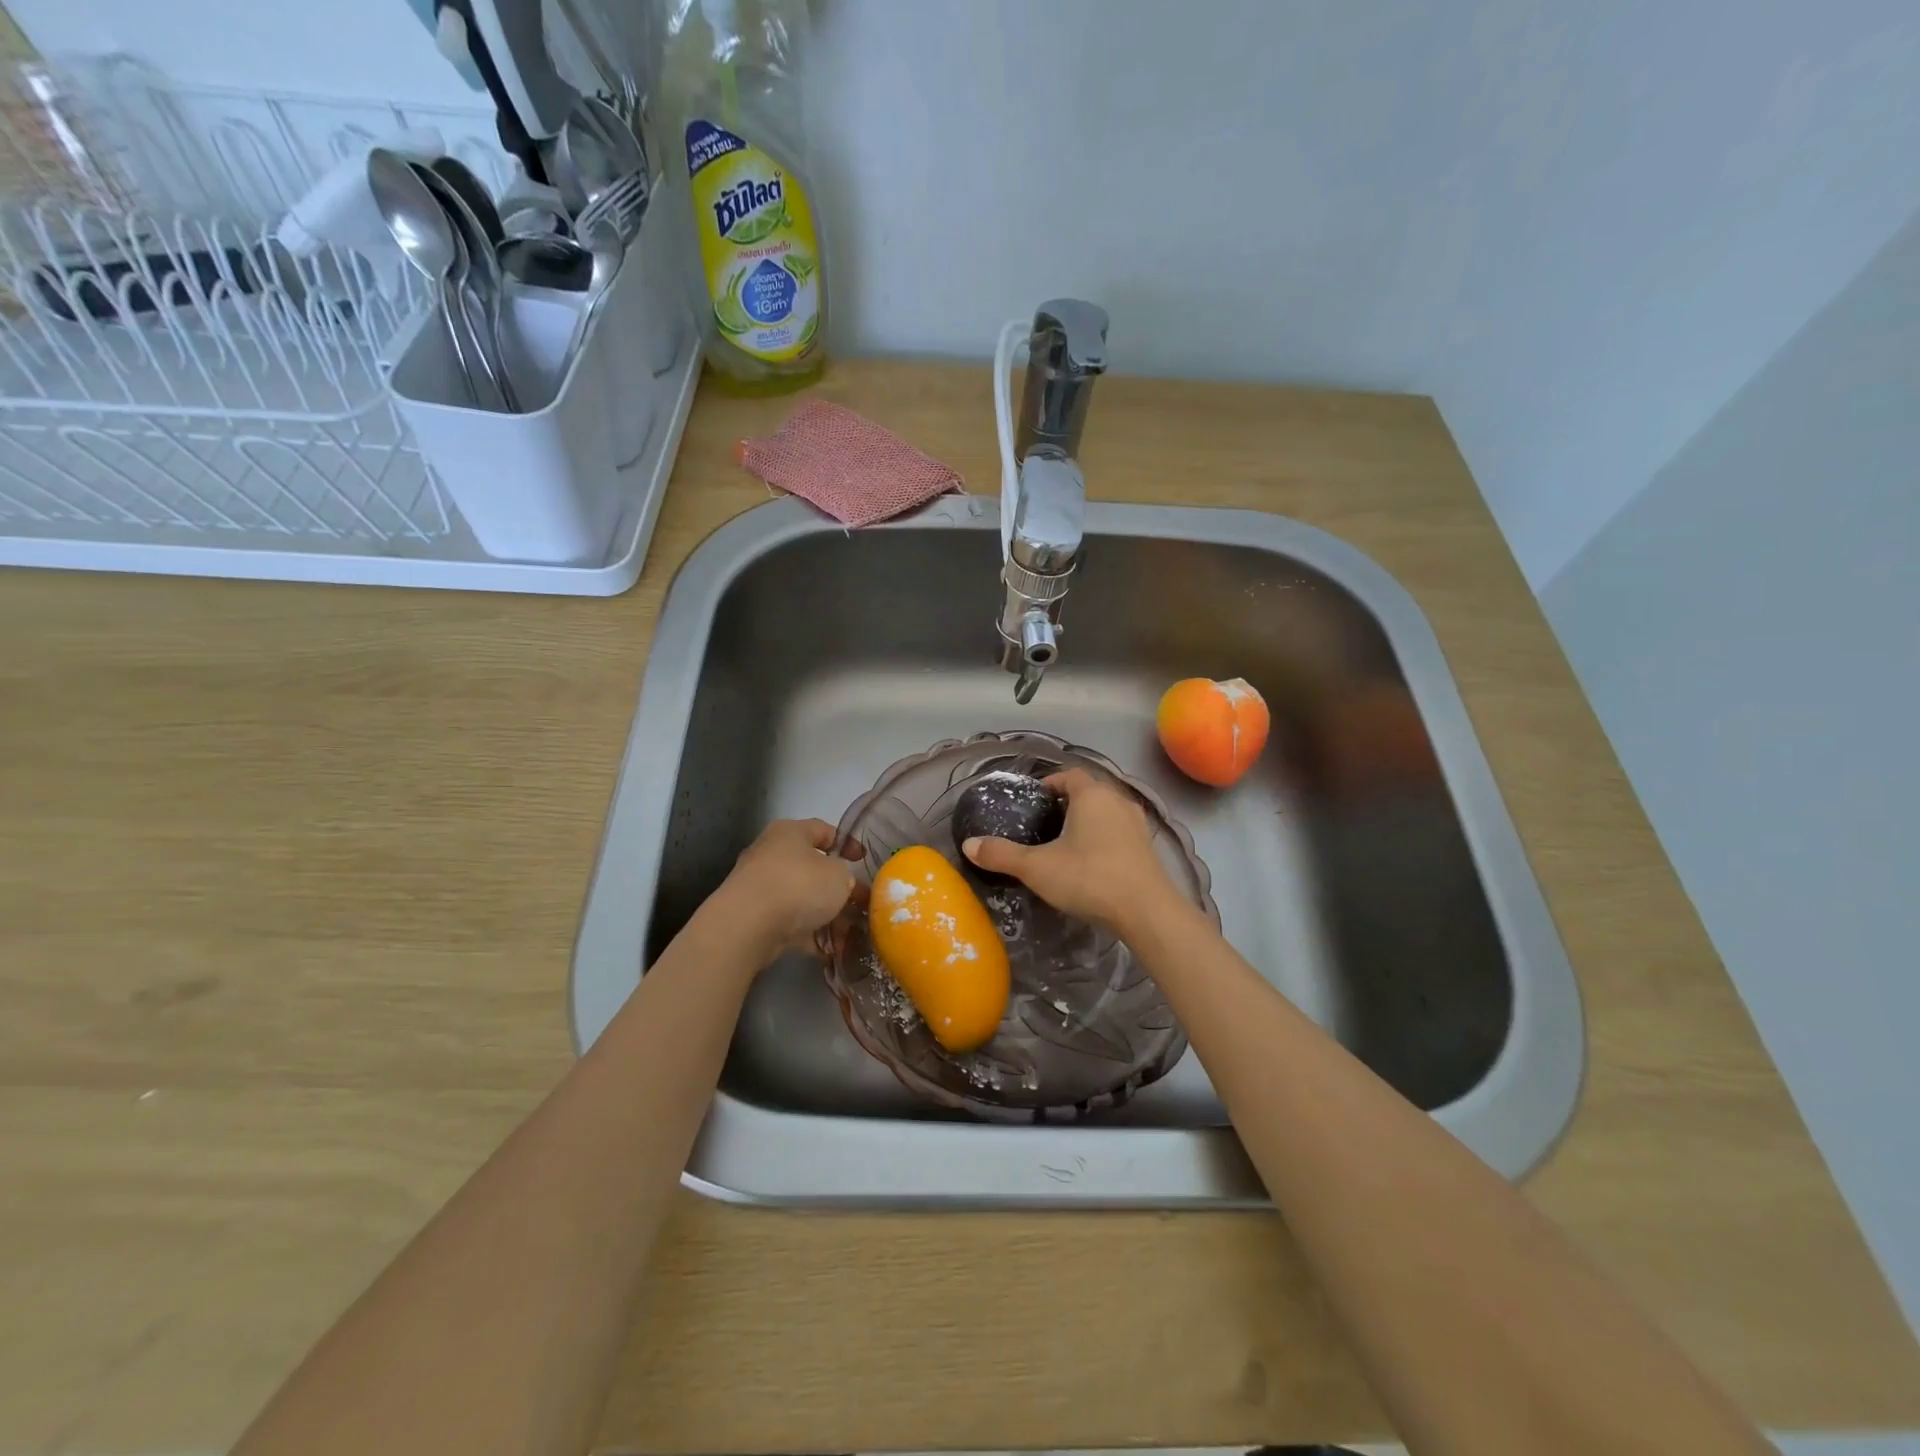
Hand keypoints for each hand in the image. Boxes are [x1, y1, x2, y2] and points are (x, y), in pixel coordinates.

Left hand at [709, 818, 860, 965]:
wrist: (747, 926)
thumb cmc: (798, 885)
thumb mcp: (839, 875)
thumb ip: (846, 877)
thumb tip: (842, 886)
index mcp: (790, 833)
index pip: (824, 830)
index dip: (847, 844)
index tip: (863, 861)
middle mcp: (771, 854)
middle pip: (812, 868)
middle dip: (838, 888)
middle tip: (860, 903)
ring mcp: (760, 888)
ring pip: (802, 899)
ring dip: (826, 916)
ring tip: (849, 935)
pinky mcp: (755, 918)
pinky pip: (790, 924)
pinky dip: (809, 935)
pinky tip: (829, 951)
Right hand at [961, 768, 1176, 933]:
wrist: (1147, 912)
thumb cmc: (1089, 878)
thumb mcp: (1036, 868)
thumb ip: (1001, 854)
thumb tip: (968, 845)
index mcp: (1092, 795)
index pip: (1069, 775)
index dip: (1049, 784)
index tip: (1033, 801)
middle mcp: (1118, 800)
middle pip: (1089, 792)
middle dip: (1067, 804)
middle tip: (1044, 824)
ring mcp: (1138, 824)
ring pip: (1107, 813)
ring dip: (1088, 822)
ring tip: (1065, 844)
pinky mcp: (1148, 848)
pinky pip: (1119, 833)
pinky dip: (1104, 839)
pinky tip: (1091, 863)